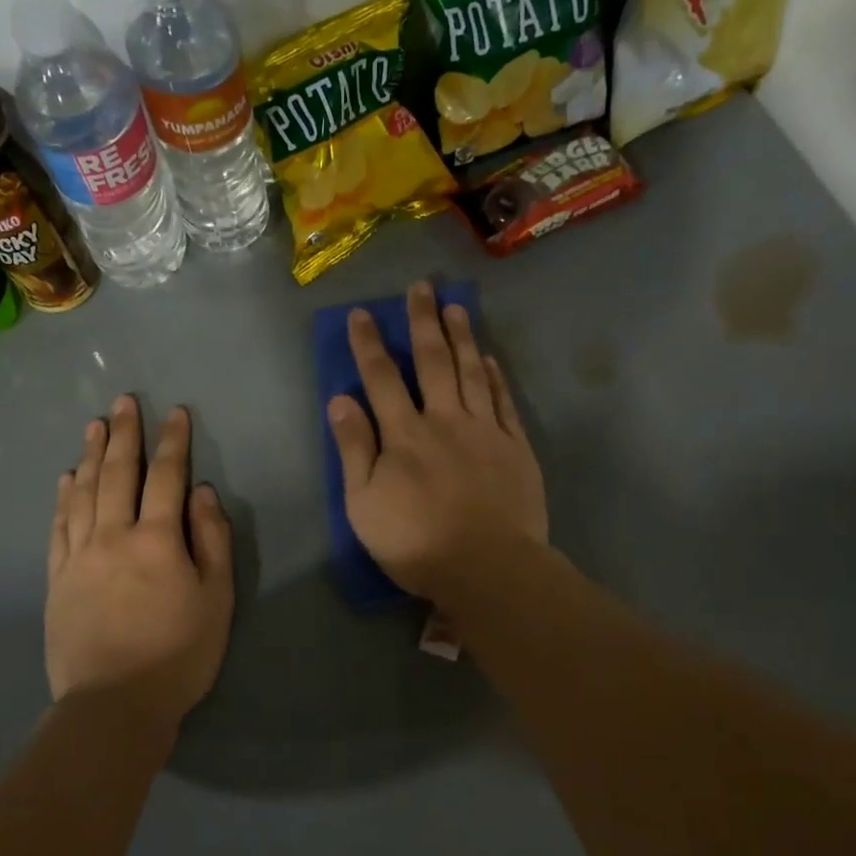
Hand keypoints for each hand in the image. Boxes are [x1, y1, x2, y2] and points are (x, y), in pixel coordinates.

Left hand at [46, 396, 233, 729]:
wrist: (113, 704)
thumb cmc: (179, 654)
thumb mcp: (216, 599)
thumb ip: (211, 541)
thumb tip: (202, 493)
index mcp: (156, 539)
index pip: (166, 477)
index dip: (172, 442)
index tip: (174, 412)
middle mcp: (112, 536)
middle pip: (117, 473)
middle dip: (124, 434)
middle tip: (124, 401)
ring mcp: (79, 556)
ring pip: (83, 493)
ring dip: (91, 455)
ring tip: (94, 426)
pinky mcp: (57, 578)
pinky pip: (59, 526)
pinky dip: (63, 497)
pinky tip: (67, 479)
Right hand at [327, 281, 547, 601]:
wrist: (488, 567)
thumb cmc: (416, 543)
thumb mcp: (364, 504)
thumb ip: (354, 450)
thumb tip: (340, 400)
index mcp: (404, 435)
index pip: (382, 378)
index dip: (369, 344)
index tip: (362, 313)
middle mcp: (444, 420)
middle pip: (432, 362)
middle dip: (422, 322)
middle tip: (419, 288)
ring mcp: (485, 431)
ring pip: (471, 373)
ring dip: (462, 337)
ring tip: (456, 307)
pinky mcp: (515, 448)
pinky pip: (503, 402)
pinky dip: (494, 377)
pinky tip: (490, 359)